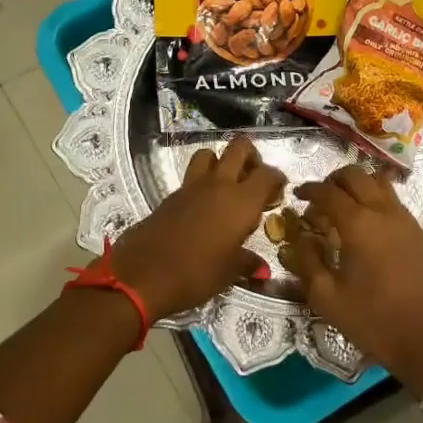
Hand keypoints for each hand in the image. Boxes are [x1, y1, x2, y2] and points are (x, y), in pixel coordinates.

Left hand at [111, 137, 286, 320]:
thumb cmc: (197, 273)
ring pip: (208, 154)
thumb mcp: (229, 272)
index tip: (278, 190)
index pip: (267, 173)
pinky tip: (203, 207)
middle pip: (238, 148)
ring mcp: (191, 187)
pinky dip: (201, 183)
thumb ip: (247, 263)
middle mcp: (218, 185)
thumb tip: (261, 269)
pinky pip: (191, 178)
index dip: (276, 178)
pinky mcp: (170, 196)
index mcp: (241, 201)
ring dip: (219, 162)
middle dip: (250, 156)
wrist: (144, 275)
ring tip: (226, 185)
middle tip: (253, 177)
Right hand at [279, 167, 422, 389]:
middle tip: (320, 198)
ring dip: (358, 186)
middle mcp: (384, 213)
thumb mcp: (328, 298)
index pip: (328, 192)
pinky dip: (376, 199)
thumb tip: (299, 238)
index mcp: (358, 224)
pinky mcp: (420, 233)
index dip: (309, 189)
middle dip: (334, 180)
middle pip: (357, 176)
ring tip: (344, 207)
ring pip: (380, 183)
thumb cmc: (374, 321)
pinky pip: (394, 201)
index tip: (297, 195)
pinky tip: (368, 226)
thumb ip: (307, 262)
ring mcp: (406, 221)